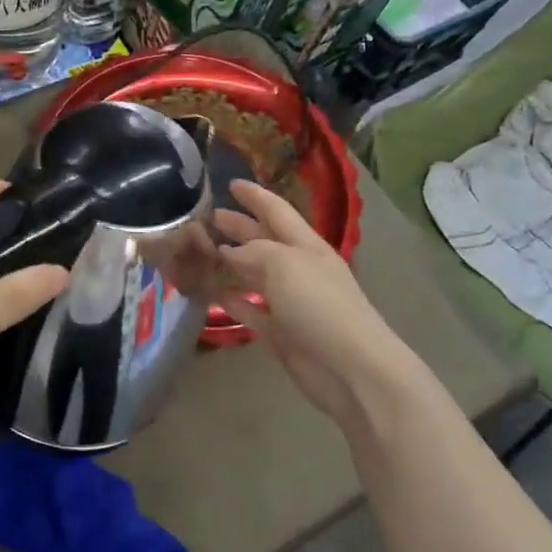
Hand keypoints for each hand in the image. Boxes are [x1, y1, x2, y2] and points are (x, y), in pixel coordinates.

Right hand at [214, 179, 401, 422]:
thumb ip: (253, 251)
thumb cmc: (320, 305)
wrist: (351, 368)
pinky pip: (250, 310)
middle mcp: (297, 269)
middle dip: (238, 227)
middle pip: (263, 241)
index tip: (231, 183)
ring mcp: (289, 302)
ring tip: (200, 253)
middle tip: (206, 218)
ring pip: (253, 275)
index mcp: (306, 245)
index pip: (276, 211)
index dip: (255, 196)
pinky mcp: (280, 333)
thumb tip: (229, 252)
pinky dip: (232, 300)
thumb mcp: (285, 263)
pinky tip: (211, 293)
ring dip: (229, 263)